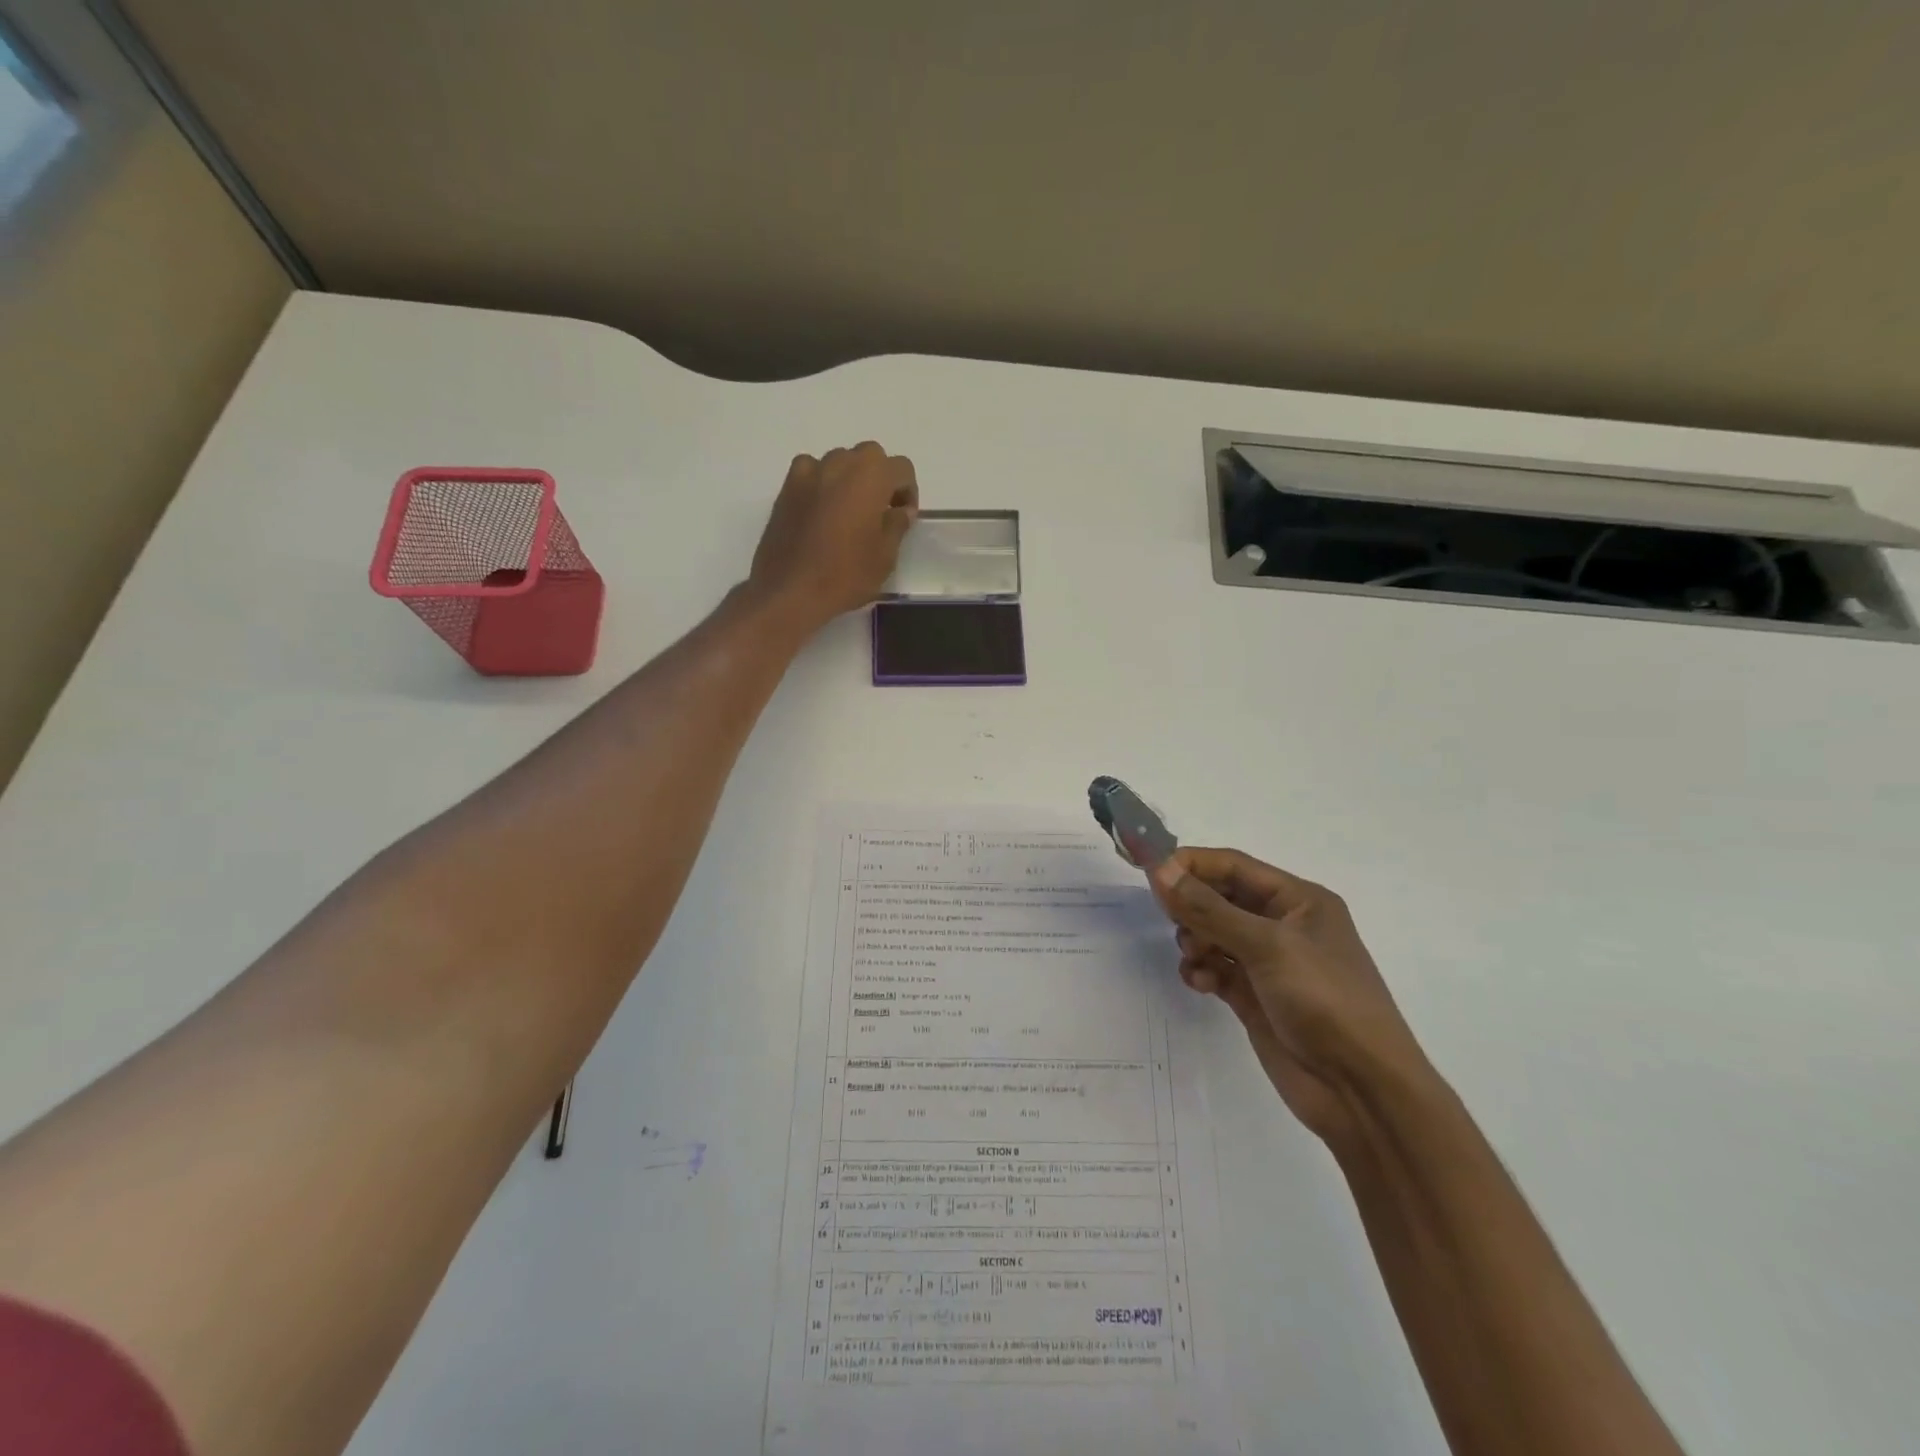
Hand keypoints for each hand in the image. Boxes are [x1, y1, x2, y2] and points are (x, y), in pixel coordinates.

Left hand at [749, 442, 918, 631]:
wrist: (790, 591)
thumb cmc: (846, 575)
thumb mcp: (885, 556)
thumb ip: (897, 525)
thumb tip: (900, 510)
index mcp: (871, 476)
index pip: (902, 468)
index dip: (907, 492)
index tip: (902, 518)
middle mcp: (841, 463)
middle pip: (870, 457)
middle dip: (880, 479)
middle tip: (879, 512)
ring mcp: (810, 472)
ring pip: (840, 461)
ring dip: (850, 479)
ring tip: (848, 514)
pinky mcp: (786, 487)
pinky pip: (811, 472)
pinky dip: (821, 483)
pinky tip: (820, 510)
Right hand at [1151, 848, 1426, 1145]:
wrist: (1361, 1092)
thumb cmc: (1325, 1001)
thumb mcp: (1267, 946)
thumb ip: (1208, 907)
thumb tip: (1159, 868)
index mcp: (1299, 900)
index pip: (1233, 866)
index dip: (1191, 864)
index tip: (1149, 873)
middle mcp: (1283, 925)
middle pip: (1220, 898)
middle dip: (1192, 906)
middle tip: (1171, 920)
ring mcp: (1268, 963)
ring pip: (1213, 933)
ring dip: (1195, 941)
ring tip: (1197, 959)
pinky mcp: (1255, 997)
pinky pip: (1215, 968)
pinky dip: (1202, 971)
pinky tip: (1202, 984)